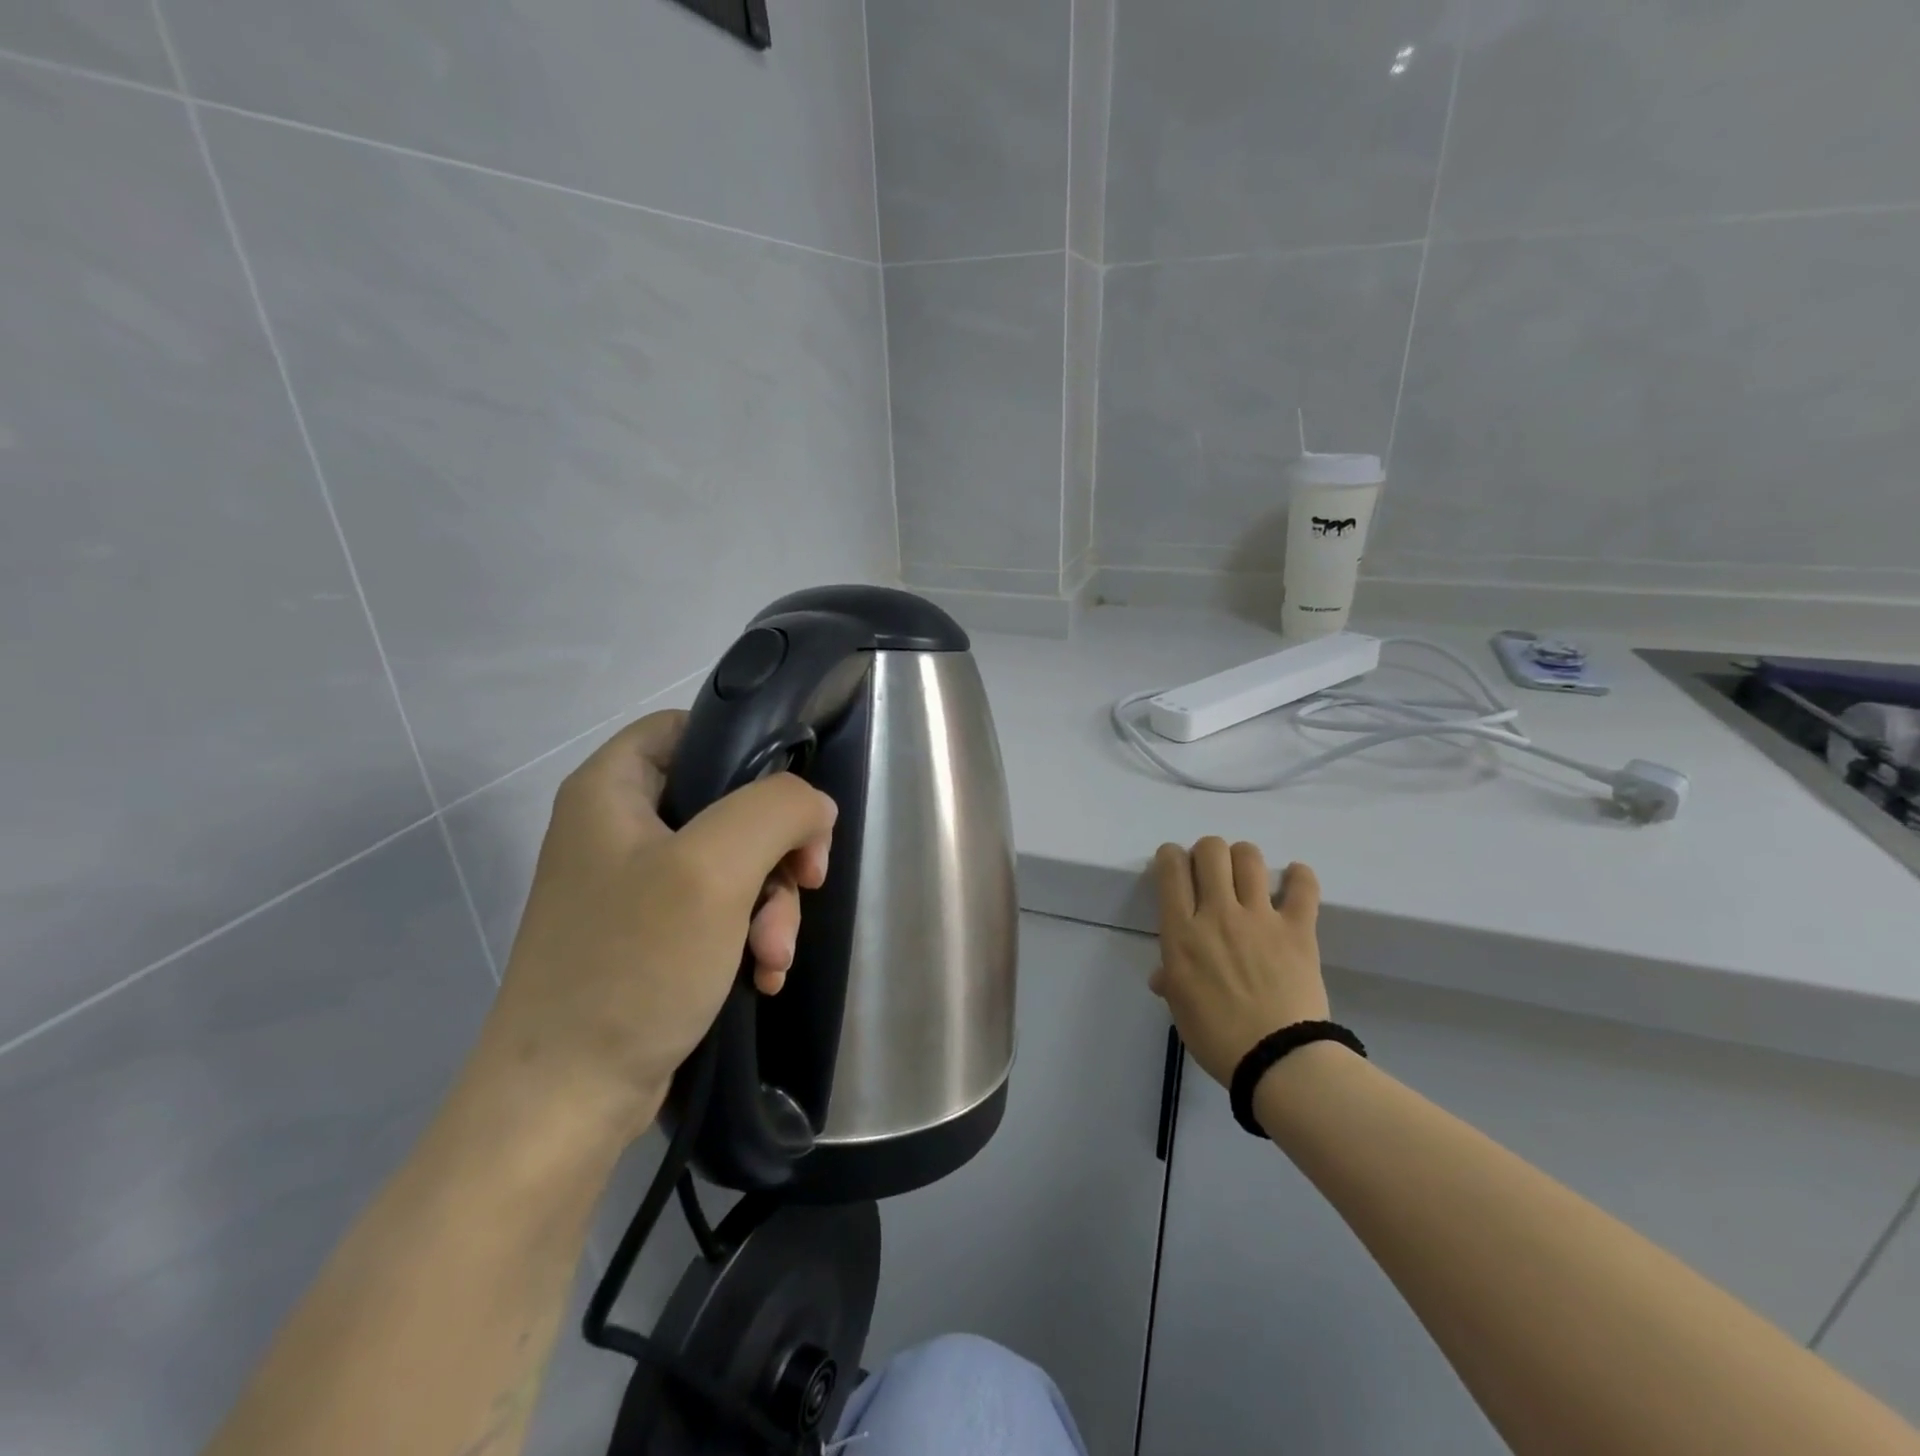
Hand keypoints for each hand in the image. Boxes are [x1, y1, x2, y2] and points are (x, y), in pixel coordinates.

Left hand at [474, 711, 837, 1145]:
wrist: (564, 1101)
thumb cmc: (631, 966)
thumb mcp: (714, 869)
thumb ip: (777, 809)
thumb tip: (815, 807)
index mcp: (612, 789)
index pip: (689, 727)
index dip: (748, 750)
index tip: (790, 803)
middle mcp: (618, 828)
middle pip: (728, 801)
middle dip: (776, 852)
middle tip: (804, 885)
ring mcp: (634, 885)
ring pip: (735, 862)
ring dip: (771, 905)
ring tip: (774, 956)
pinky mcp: (650, 936)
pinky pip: (721, 911)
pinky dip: (751, 936)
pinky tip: (763, 975)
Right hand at [1151, 838, 1329, 1088]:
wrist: (1276, 1060)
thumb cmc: (1217, 1038)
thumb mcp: (1181, 1008)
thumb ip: (1171, 980)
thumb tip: (1163, 976)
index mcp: (1182, 932)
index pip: (1171, 869)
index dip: (1170, 856)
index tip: (1175, 864)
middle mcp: (1217, 913)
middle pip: (1210, 851)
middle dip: (1207, 852)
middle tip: (1211, 871)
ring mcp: (1259, 918)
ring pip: (1249, 857)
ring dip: (1244, 858)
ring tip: (1247, 875)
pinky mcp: (1297, 929)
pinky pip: (1303, 887)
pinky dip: (1299, 876)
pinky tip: (1294, 879)